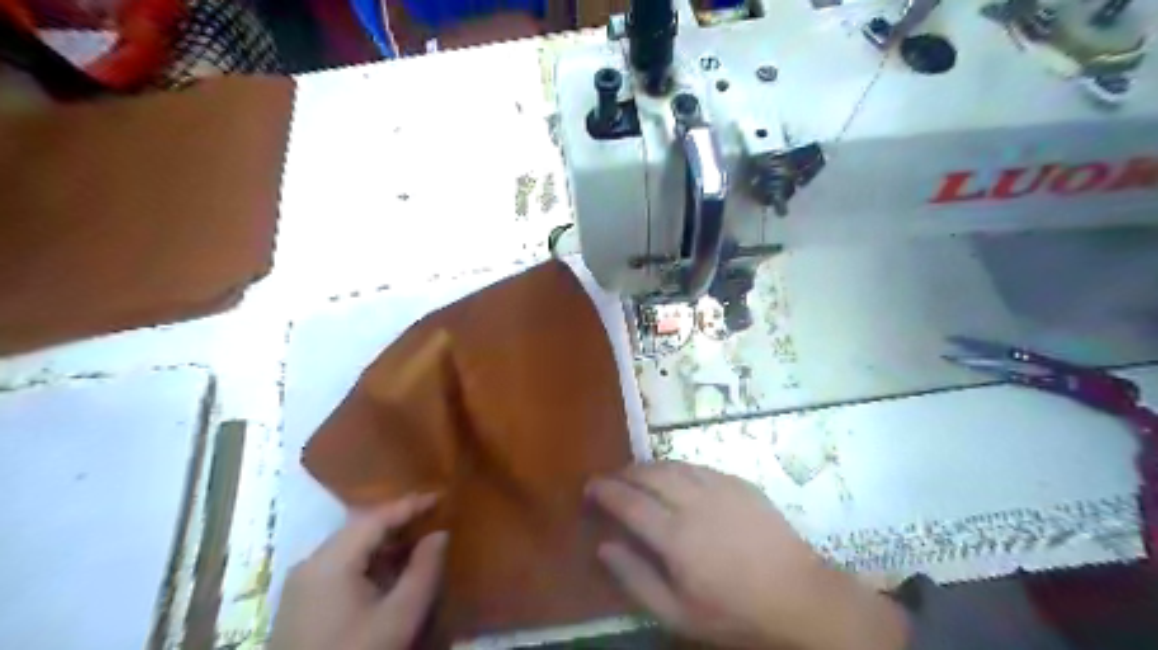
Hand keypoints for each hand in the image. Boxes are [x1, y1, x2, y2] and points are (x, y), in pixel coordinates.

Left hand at [269, 492, 445, 649]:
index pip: (375, 517)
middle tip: (433, 516)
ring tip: (419, 541)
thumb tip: (440, 534)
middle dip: (398, 520)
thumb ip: (424, 571)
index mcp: (331, 561)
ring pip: (349, 546)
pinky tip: (391, 570)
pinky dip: (369, 560)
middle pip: (360, 527)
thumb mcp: (399, 618)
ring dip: (384, 541)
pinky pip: (340, 565)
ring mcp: (301, 583)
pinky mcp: (300, 602)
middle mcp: (310, 563)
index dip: (411, 505)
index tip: (441, 497)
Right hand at [593, 462, 909, 649]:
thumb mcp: (678, 614)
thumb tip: (604, 547)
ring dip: (649, 466)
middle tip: (612, 480)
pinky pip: (698, 466)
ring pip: (673, 465)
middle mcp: (694, 501)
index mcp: (675, 535)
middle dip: (625, 472)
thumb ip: (636, 578)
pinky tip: (676, 478)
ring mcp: (719, 487)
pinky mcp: (739, 483)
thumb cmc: (734, 613)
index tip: (589, 486)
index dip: (605, 490)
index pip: (629, 502)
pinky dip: (678, 468)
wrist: (799, 597)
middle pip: (649, 474)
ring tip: (638, 475)